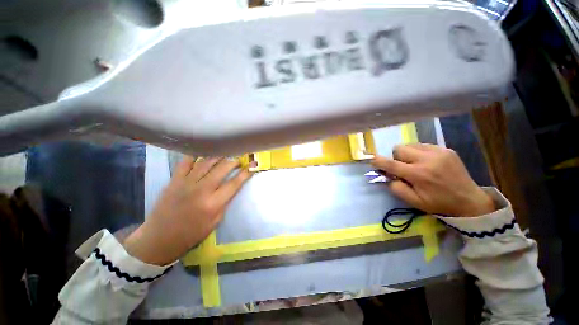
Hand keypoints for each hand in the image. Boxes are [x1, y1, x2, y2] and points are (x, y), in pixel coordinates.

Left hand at [124, 157, 252, 265]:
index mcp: (213, 203)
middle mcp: (201, 190)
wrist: (160, 238)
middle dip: (234, 161)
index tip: (252, 166)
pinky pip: (186, 163)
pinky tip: (202, 155)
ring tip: (225, 155)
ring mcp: (186, 183)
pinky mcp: (174, 180)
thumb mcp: (215, 222)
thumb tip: (232, 187)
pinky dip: (195, 156)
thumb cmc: (192, 233)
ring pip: (206, 162)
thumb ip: (224, 203)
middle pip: (222, 169)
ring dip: (218, 156)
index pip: (234, 183)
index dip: (245, 173)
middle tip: (239, 160)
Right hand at [372, 143, 494, 216]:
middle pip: (399, 148)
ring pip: (410, 144)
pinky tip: (426, 162)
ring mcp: (438, 152)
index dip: (378, 161)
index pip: (391, 164)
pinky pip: (423, 145)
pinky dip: (418, 152)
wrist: (470, 201)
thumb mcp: (414, 202)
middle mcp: (427, 159)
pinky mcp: (446, 149)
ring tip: (415, 164)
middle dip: (395, 157)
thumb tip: (387, 175)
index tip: (372, 161)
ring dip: (407, 154)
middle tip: (402, 167)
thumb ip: (396, 187)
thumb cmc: (439, 204)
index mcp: (418, 174)